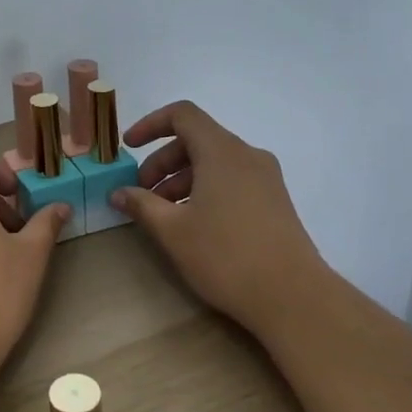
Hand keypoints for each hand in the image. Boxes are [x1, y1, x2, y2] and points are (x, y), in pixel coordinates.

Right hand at [111, 101, 324, 334]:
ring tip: (163, 214)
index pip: (182, 115)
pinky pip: (232, 180)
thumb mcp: (173, 230)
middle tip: (141, 194)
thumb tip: (118, 192)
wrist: (292, 296)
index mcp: (222, 152)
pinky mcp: (274, 201)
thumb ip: (141, 204)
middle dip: (162, 161)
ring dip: (182, 179)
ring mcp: (266, 178)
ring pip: (214, 163)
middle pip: (197, 140)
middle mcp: (247, 156)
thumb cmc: (225, 256)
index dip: (150, 125)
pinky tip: (193, 224)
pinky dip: (205, 189)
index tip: (128, 148)